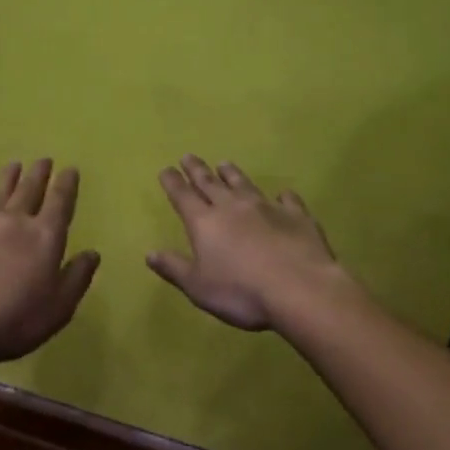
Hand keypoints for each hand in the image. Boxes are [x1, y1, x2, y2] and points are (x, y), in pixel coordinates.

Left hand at [0, 159, 100, 366]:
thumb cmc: (18, 319)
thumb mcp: (61, 306)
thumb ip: (78, 276)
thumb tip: (92, 253)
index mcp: (45, 236)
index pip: (60, 202)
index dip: (67, 184)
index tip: (70, 169)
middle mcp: (14, 221)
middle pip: (29, 190)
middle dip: (39, 174)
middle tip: (43, 160)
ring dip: (6, 177)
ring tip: (13, 165)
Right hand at [148, 156, 346, 330]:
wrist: (299, 289)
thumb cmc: (241, 292)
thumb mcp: (198, 287)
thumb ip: (174, 267)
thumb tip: (150, 253)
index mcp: (204, 222)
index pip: (183, 196)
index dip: (173, 182)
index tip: (166, 169)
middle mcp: (233, 207)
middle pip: (210, 183)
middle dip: (197, 170)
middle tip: (188, 156)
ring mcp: (267, 208)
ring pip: (244, 184)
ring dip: (232, 174)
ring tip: (224, 163)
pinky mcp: (297, 216)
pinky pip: (287, 200)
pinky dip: (283, 196)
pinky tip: (283, 194)